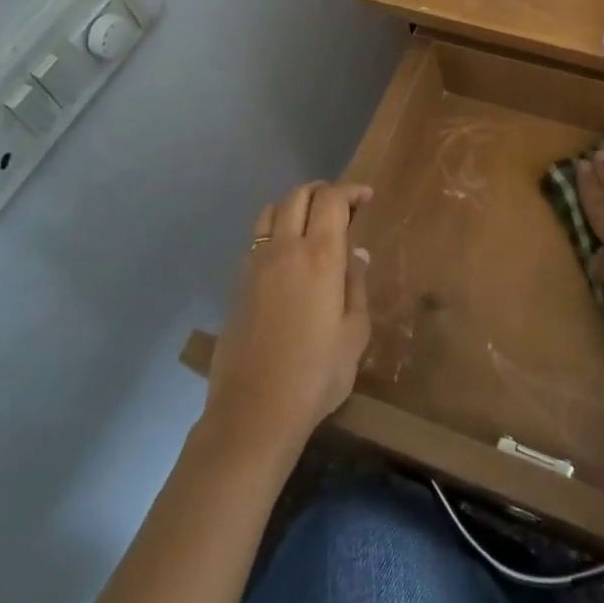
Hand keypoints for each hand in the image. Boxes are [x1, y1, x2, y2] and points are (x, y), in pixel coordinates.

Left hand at [204, 182, 373, 457]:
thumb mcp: (354, 333)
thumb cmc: (316, 375)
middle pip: (297, 196)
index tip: (366, 197)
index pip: (331, 200)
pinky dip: (274, 229)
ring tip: (310, 221)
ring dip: (293, 205)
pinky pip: (256, 237)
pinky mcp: (237, 282)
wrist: (254, 412)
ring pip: (271, 211)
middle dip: (321, 190)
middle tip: (340, 204)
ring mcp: (255, 264)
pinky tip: (286, 253)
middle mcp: (284, 249)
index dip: (350, 191)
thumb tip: (356, 254)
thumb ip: (355, 286)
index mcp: (319, 256)